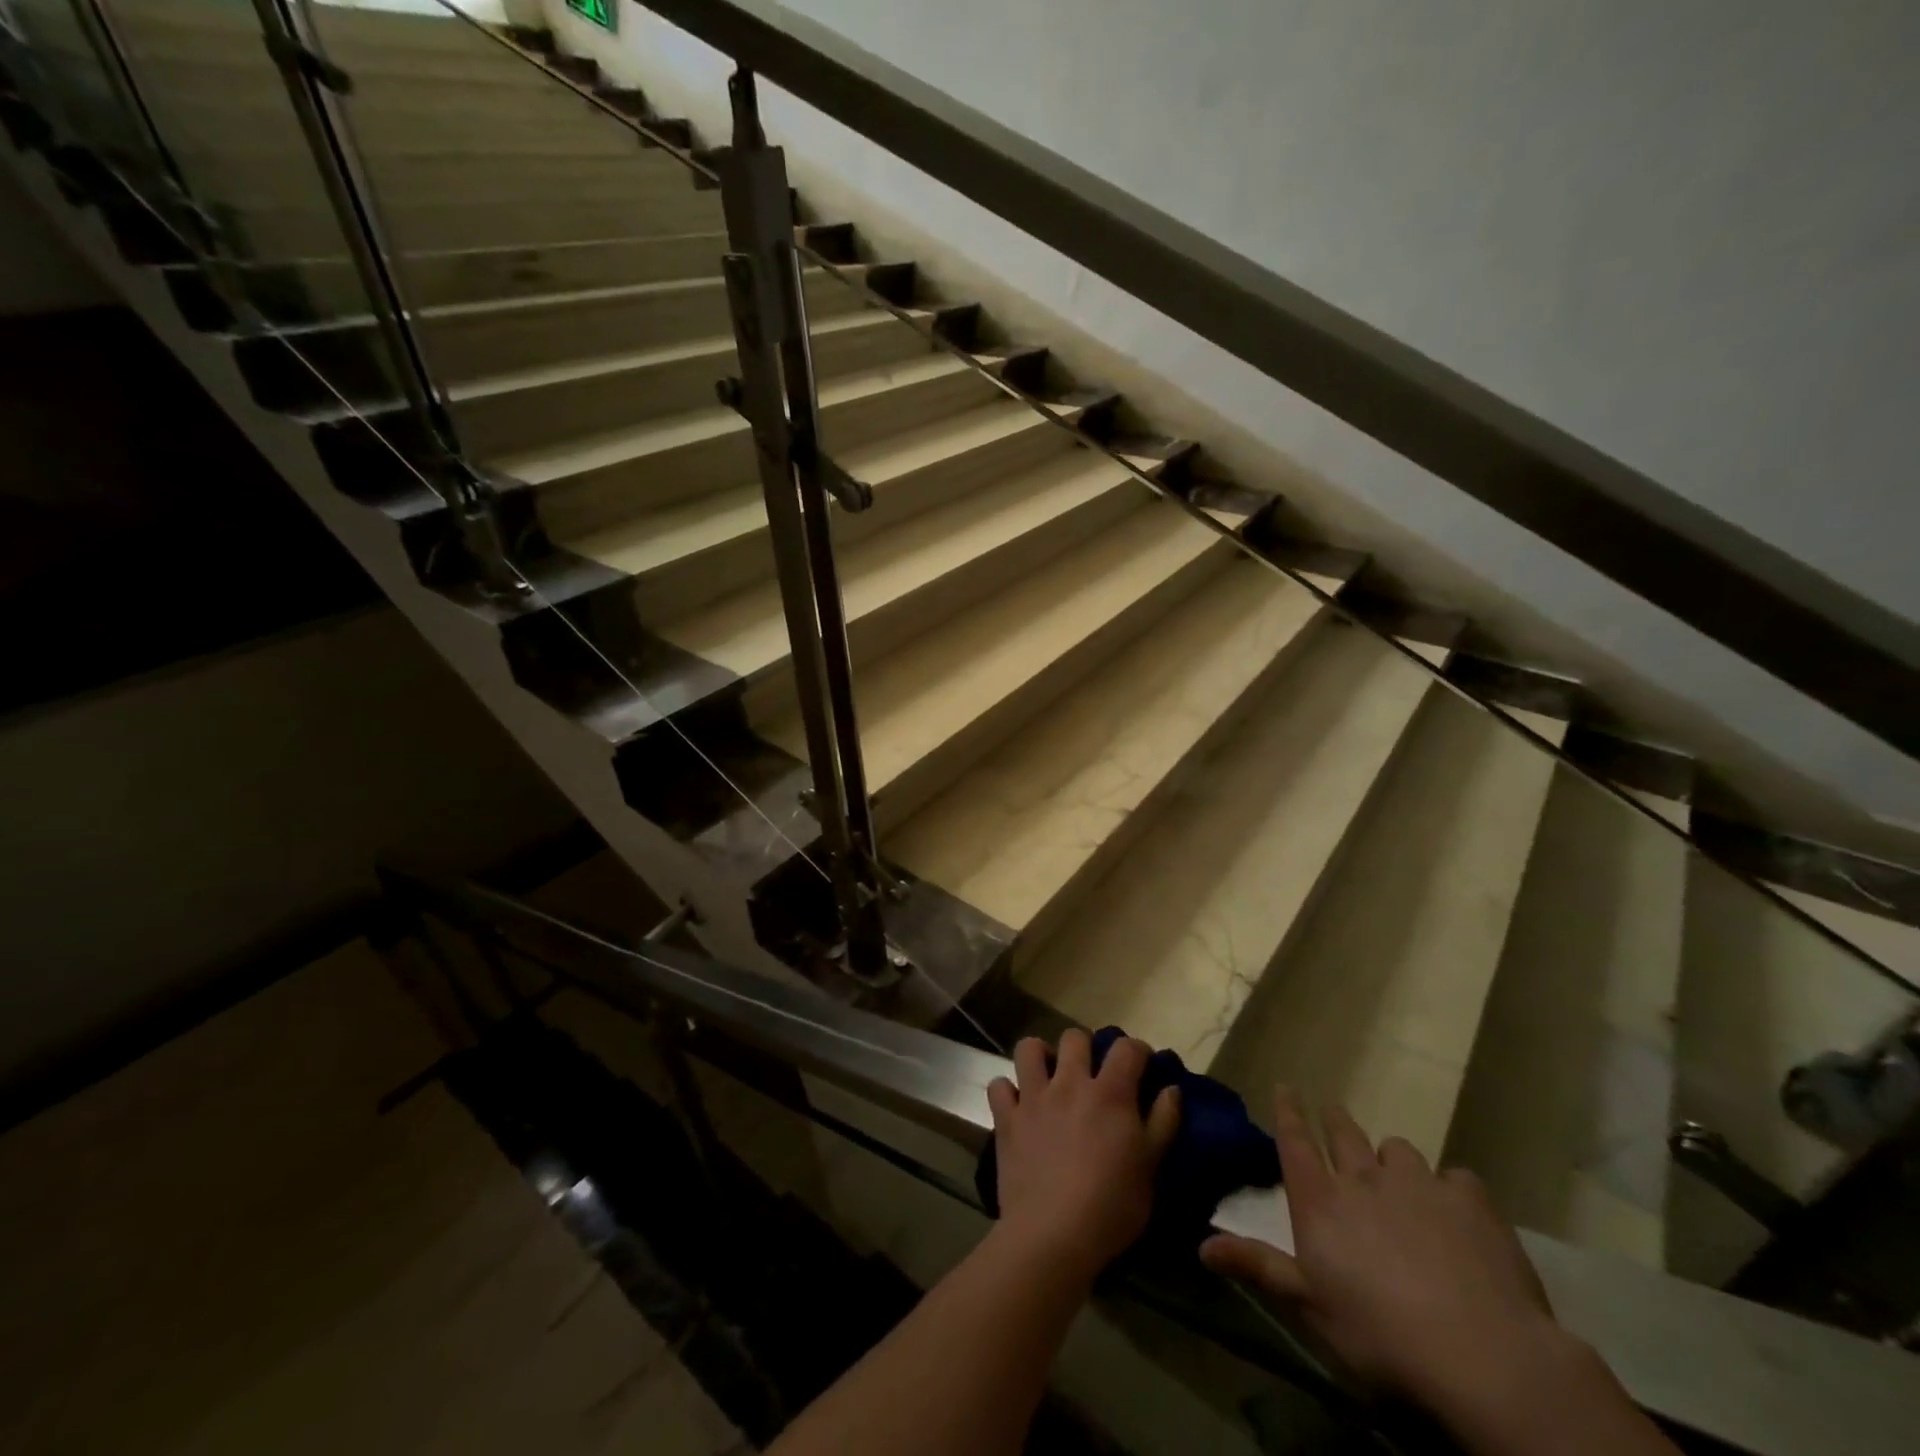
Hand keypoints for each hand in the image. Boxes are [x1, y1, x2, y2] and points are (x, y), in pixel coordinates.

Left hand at [987, 1031, 1180, 1279]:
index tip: (1141, 1064)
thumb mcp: (1150, 1169)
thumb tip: (1171, 1088)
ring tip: (1049, 1077)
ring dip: (1040, 1056)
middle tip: (1091, 1072)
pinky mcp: (1006, 1118)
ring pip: (1029, 1048)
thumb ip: (1163, 1123)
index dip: (1136, 1050)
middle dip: (1085, 1047)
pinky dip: (1008, 1091)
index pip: (1126, 1048)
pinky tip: (1018, 1105)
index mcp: (1109, 1093)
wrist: (1053, 1235)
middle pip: (1074, 1038)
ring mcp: (1033, 1097)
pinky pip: (999, 1086)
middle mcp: (1069, 1083)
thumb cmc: (1111, 1206)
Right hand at [1200, 1089, 1558, 1410]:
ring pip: (1397, 1149)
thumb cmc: (1381, 1335)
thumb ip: (1259, 1267)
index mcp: (1321, 1202)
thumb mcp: (1311, 1307)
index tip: (1285, 1086)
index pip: (1295, 1141)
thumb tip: (1200, 1244)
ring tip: (1398, 1177)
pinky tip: (1457, 1212)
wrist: (1483, 1355)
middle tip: (1333, 1115)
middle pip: (1343, 1133)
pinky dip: (1450, 1189)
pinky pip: (1455, 1177)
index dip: (1288, 1111)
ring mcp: (1418, 1183)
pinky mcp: (1469, 1199)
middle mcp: (1363, 1178)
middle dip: (1334, 1120)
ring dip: (1391, 1158)